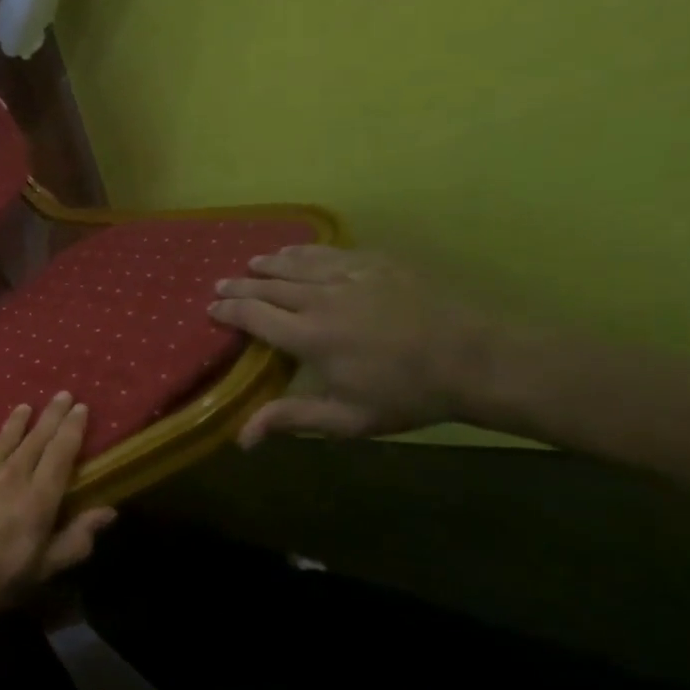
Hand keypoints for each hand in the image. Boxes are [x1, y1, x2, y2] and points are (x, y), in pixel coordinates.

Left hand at [0, 394, 115, 636]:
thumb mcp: (40, 572)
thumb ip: (75, 540)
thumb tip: (109, 510)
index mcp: (38, 499)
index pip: (61, 454)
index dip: (72, 429)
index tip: (81, 407)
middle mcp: (10, 476)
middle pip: (35, 439)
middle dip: (51, 416)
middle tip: (62, 394)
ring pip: (3, 439)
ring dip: (17, 422)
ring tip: (26, 407)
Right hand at [209, 245, 499, 446]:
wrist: (479, 360)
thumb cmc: (408, 395)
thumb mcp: (347, 419)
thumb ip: (291, 419)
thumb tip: (241, 438)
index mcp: (309, 336)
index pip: (254, 315)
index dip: (228, 311)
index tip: (211, 309)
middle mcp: (321, 299)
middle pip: (269, 285)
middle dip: (240, 284)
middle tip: (220, 284)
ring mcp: (351, 276)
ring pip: (297, 263)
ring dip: (269, 263)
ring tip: (252, 262)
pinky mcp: (379, 263)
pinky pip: (332, 252)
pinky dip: (306, 251)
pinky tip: (299, 251)